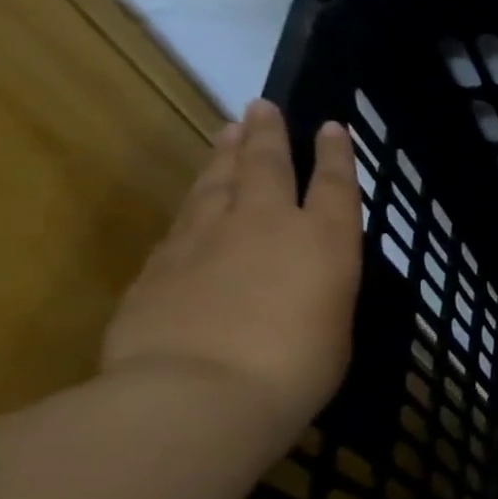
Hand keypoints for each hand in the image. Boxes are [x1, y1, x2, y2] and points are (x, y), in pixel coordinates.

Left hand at [102, 100, 362, 445]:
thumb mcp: (334, 331)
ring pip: (218, 180)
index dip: (336, 155)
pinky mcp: (161, 260)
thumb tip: (301, 287)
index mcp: (325, 243)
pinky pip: (185, 217)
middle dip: (269, 134)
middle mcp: (268, 225)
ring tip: (228, 130)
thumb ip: (320, 295)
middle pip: (267, 165)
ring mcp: (207, 237)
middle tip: (263, 106)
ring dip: (226, 153)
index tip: (332, 127)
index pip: (335, 186)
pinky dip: (196, 199)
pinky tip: (196, 198)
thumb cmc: (295, 370)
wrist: (198, 392)